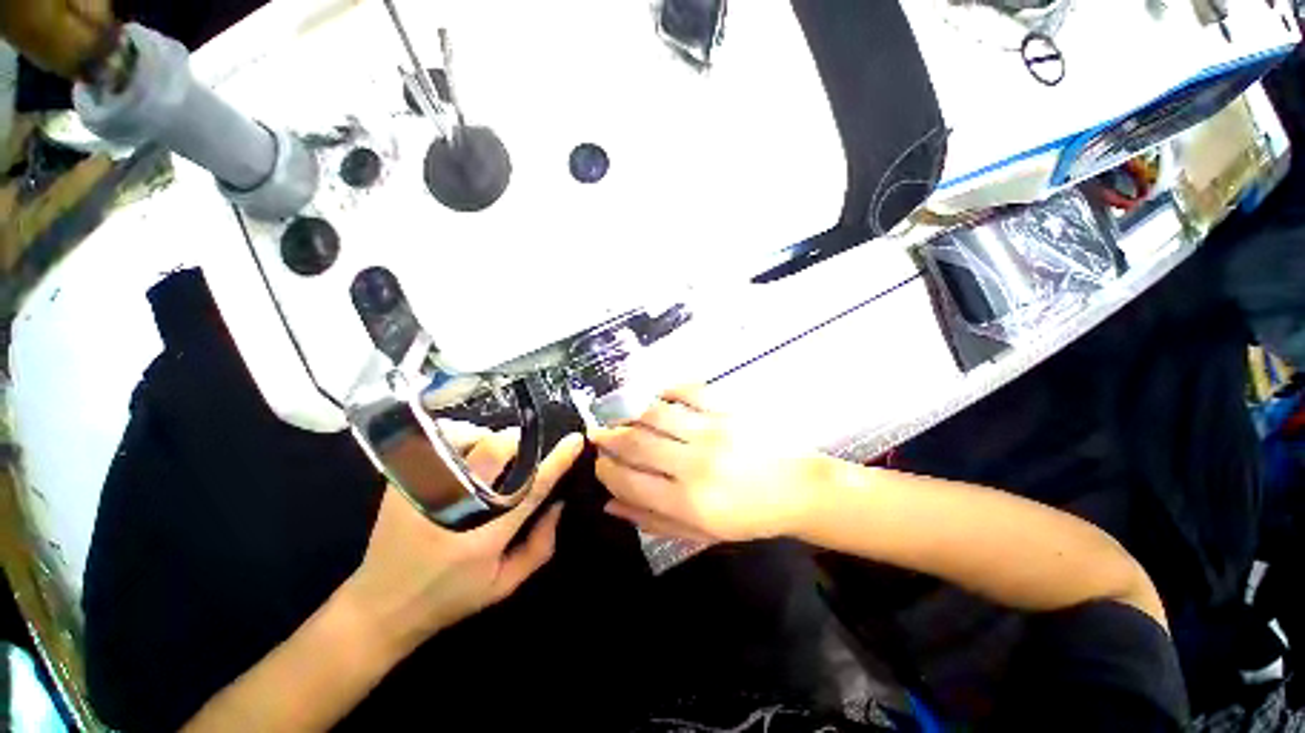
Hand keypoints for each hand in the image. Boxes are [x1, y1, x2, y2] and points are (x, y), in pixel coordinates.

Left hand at [340, 430, 584, 656]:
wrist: (379, 606)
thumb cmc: (450, 598)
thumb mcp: (504, 585)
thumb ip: (541, 545)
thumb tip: (559, 502)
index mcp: (483, 538)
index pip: (529, 489)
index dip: (556, 462)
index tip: (576, 441)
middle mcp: (454, 508)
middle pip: (497, 450)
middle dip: (519, 444)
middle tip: (522, 456)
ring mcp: (423, 490)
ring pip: (470, 437)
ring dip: (489, 440)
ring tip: (490, 459)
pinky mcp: (402, 480)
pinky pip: (441, 440)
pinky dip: (462, 438)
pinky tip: (465, 455)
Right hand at [592, 386, 818, 542]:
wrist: (798, 489)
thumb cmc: (750, 517)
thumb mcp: (700, 532)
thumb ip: (653, 519)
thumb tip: (611, 503)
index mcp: (688, 501)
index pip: (628, 480)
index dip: (604, 470)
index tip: (598, 464)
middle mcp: (694, 463)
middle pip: (635, 442)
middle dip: (608, 438)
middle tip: (599, 436)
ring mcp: (711, 430)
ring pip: (655, 414)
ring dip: (631, 415)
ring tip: (624, 419)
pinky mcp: (728, 409)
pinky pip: (688, 390)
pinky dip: (668, 390)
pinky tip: (660, 398)